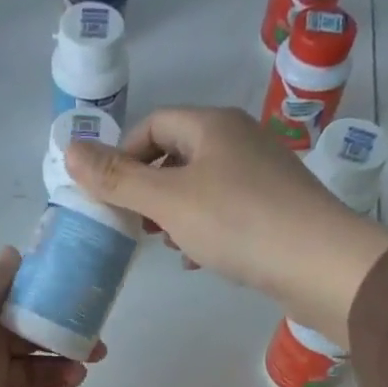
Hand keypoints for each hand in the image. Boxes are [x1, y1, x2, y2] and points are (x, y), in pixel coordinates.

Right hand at [65, 107, 387, 345]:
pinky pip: (228, 211)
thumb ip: (117, 179)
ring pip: (204, 186)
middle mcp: (241, 139)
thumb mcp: (167, 201)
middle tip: (136, 224)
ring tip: (167, 244)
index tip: (110, 194)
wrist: (319, 262)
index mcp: (213, 125)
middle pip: (179, 154)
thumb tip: (68, 150)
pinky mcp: (278, 209)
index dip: (124, 154)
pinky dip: (206, 230)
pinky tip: (200, 259)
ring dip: (176, 213)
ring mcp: (264, 174)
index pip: (155, 123)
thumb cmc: (238, 223)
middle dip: (150, 188)